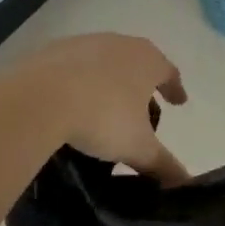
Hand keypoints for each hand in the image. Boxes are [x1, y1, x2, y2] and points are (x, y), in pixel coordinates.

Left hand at [0, 33, 189, 183]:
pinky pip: (74, 65)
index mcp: (147, 61)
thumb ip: (163, 164)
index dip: (175, 89)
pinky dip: (79, 79)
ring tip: (105, 105)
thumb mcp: (136, 147)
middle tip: (142, 108)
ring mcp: (86, 42)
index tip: (178, 103)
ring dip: (110, 79)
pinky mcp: (54, 49)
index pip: (169, 72)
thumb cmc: (101, 117)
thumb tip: (185, 182)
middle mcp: (121, 43)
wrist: (39, 98)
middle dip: (142, 84)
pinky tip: (72, 99)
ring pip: (106, 61)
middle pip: (138, 62)